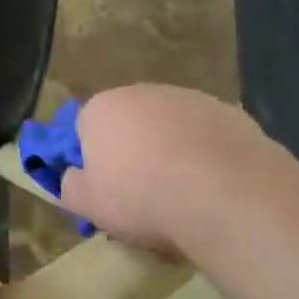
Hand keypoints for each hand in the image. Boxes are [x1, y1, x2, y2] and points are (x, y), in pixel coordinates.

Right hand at [60, 84, 267, 254]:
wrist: (226, 195)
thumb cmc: (144, 198)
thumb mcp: (91, 206)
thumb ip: (71, 187)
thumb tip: (72, 178)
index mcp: (100, 108)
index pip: (86, 129)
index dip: (95, 160)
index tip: (109, 190)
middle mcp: (139, 92)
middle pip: (129, 122)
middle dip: (134, 151)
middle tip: (147, 193)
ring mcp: (186, 97)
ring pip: (170, 126)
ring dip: (172, 150)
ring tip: (188, 193)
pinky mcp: (227, 111)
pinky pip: (207, 135)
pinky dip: (207, 154)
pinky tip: (219, 186)